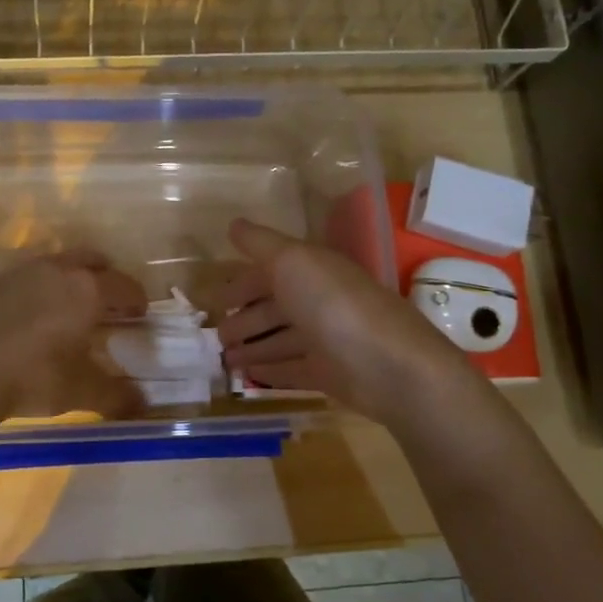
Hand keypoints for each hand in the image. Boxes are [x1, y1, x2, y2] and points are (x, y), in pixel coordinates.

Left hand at [0, 249, 147, 423]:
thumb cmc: (33, 377)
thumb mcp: (81, 391)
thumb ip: (116, 396)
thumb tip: (142, 404)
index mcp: (87, 290)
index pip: (124, 285)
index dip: (136, 299)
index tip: (139, 314)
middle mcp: (57, 270)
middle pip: (92, 259)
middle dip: (105, 276)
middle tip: (107, 302)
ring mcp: (20, 272)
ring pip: (56, 263)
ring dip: (69, 279)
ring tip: (66, 308)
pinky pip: (24, 277)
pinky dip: (36, 289)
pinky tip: (27, 316)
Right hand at [216, 218, 469, 424]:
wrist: (389, 365)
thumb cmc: (333, 305)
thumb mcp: (291, 261)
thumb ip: (260, 242)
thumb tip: (233, 223)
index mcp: (312, 270)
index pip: (269, 272)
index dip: (241, 283)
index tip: (213, 298)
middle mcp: (319, 301)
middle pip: (274, 308)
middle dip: (244, 320)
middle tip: (215, 337)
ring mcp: (327, 339)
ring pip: (281, 340)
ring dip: (253, 348)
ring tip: (224, 360)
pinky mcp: (331, 374)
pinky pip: (293, 370)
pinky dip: (272, 371)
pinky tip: (250, 378)